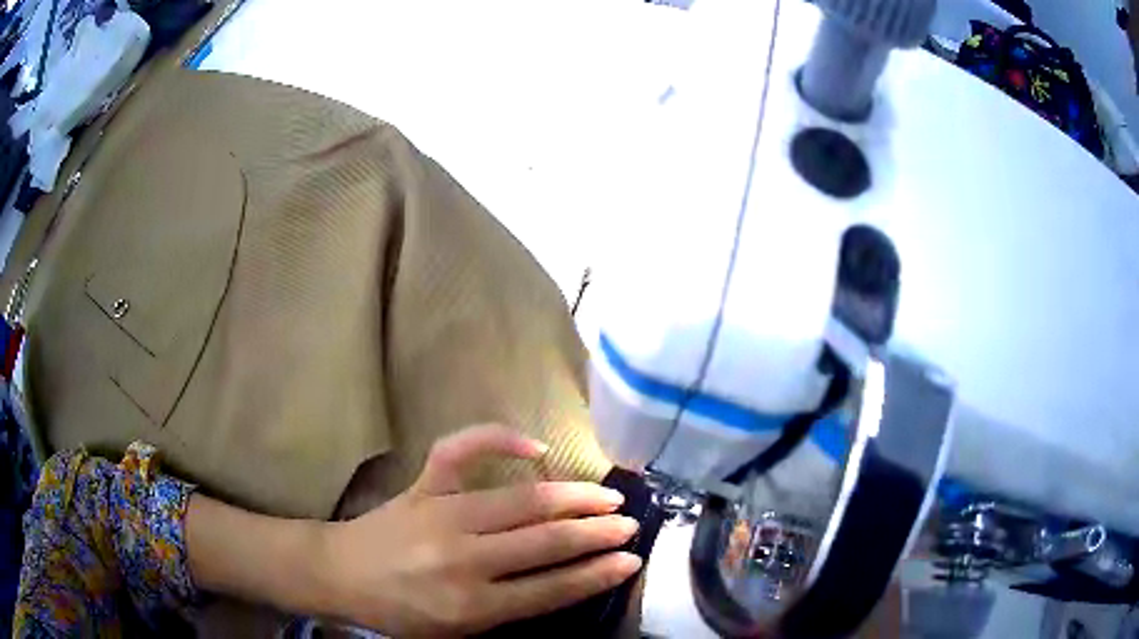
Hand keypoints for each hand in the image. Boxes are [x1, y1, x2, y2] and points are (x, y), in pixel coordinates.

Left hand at [320, 425, 642, 635]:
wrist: (340, 575)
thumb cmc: (401, 613)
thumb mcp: (458, 632)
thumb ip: (511, 609)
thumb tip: (566, 581)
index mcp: (471, 605)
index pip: (552, 589)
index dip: (598, 574)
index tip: (631, 560)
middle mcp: (462, 560)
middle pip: (545, 543)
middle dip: (597, 533)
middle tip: (631, 524)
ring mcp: (441, 515)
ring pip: (522, 501)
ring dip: (572, 497)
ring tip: (607, 496)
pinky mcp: (423, 486)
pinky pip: (461, 450)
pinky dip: (498, 438)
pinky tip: (534, 446)